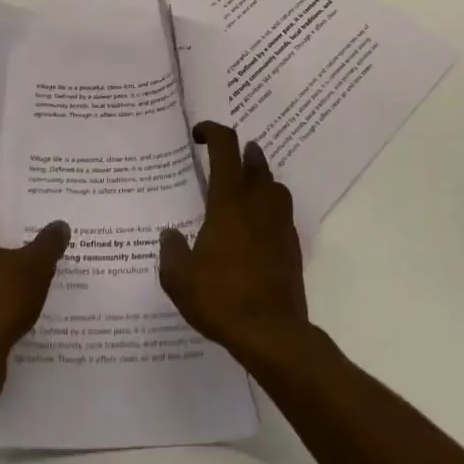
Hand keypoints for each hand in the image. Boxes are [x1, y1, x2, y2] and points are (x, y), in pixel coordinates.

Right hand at [159, 123, 310, 365]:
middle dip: (241, 151)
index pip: (225, 147)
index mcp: (228, 201)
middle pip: (255, 159)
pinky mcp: (293, 244)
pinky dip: (270, 209)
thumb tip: (170, 234)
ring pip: (274, 184)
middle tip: (224, 158)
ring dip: (260, 178)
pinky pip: (282, 213)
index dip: (212, 131)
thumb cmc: (222, 298)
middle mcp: (258, 202)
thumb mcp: (180, 279)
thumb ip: (172, 251)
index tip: (199, 134)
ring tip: (243, 190)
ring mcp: (279, 222)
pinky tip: (257, 227)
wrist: (272, 333)